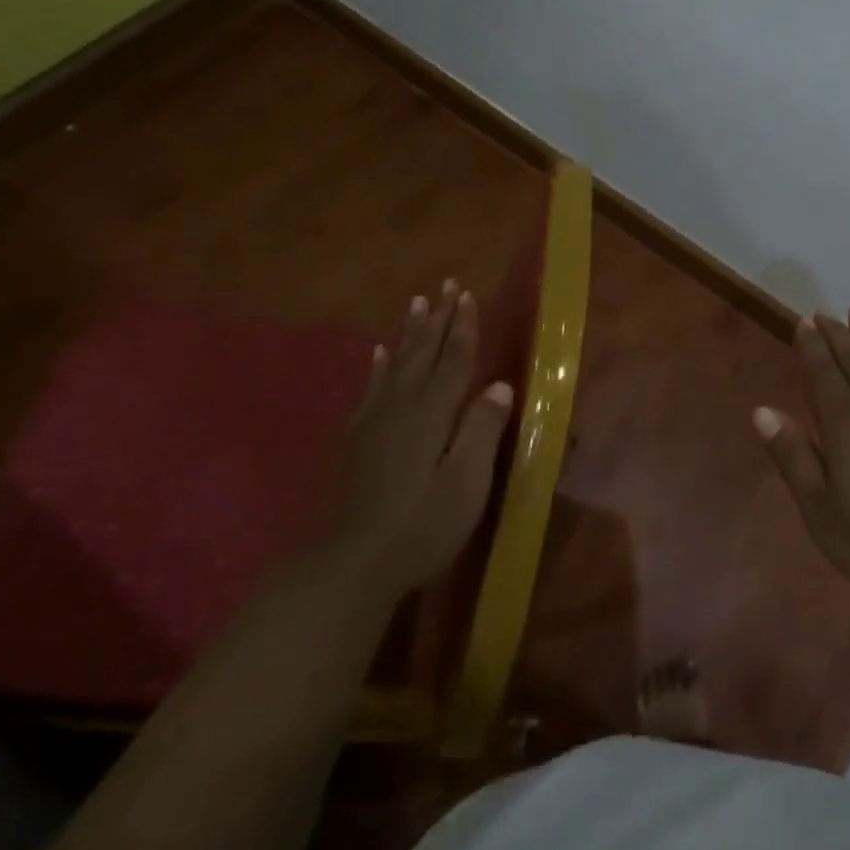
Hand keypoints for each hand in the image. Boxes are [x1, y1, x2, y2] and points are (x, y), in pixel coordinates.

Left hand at [334, 281, 513, 594]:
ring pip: (397, 364)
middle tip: (446, 285)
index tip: (468, 295)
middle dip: (438, 319)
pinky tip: (379, 354)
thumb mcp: (465, 483)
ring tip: (417, 304)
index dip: (463, 328)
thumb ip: (482, 431)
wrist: (351, 565)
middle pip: (423, 353)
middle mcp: (401, 407)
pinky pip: (372, 389)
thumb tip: (499, 387)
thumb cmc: (420, 526)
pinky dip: (379, 367)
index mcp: (431, 414)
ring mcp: (375, 422)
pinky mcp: (359, 440)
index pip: (453, 360)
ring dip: (410, 333)